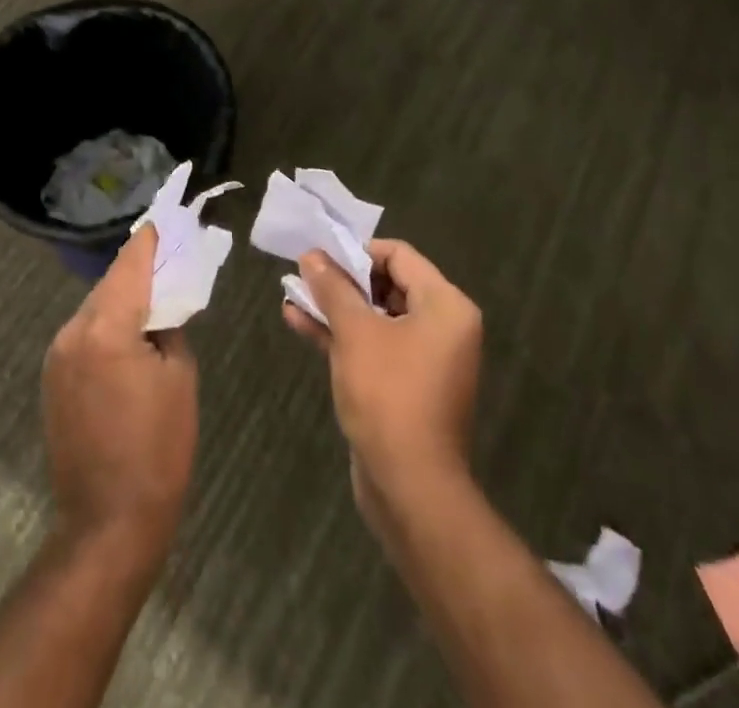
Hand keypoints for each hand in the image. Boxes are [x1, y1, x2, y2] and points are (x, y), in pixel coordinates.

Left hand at [42, 227, 198, 559]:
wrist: (108, 524)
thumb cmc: (158, 450)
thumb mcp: (179, 379)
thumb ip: (169, 328)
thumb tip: (160, 310)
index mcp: (105, 328)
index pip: (130, 265)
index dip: (149, 241)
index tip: (164, 219)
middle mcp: (72, 332)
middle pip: (110, 285)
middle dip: (138, 271)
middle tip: (168, 260)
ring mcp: (56, 357)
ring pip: (95, 309)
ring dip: (122, 300)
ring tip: (153, 299)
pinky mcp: (52, 379)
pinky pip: (84, 335)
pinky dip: (107, 326)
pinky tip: (129, 337)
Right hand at [284, 238, 481, 515]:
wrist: (410, 487)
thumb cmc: (389, 395)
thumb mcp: (355, 332)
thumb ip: (333, 288)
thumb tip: (312, 255)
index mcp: (445, 306)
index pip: (399, 255)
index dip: (357, 251)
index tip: (321, 256)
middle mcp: (442, 327)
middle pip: (388, 284)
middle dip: (343, 279)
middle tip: (304, 274)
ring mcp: (424, 359)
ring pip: (375, 317)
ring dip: (336, 306)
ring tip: (293, 293)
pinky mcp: (404, 385)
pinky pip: (372, 346)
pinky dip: (341, 334)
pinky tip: (298, 322)